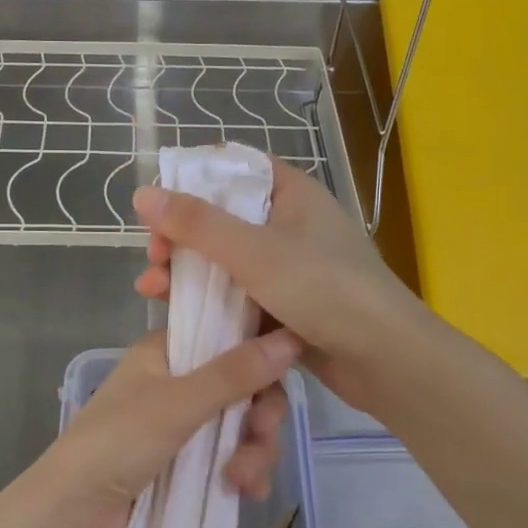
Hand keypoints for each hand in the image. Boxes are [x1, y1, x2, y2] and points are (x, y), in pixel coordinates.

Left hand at [36, 329, 299, 527]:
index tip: (288, 370)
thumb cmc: (118, 442)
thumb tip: (291, 337)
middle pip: (242, 385)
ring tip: (243, 481)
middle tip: (260, 436)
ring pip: (240, 425)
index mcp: (166, 351)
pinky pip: (228, 456)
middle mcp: (176, 380)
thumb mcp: (179, 404)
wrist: (71, 514)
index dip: (259, 350)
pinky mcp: (184, 464)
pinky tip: (246, 493)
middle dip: (260, 414)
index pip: (226, 334)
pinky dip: (241, 471)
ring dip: (253, 450)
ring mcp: (180, 424)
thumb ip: (235, 373)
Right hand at [133, 158, 431, 412]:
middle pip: (224, 218)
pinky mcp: (287, 306)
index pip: (237, 168)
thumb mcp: (254, 251)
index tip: (159, 201)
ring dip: (187, 272)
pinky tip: (177, 314)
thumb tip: (143, 194)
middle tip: (153, 255)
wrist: (385, 359)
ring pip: (227, 261)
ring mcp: (290, 268)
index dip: (195, 179)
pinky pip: (239, 295)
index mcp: (292, 194)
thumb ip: (197, 224)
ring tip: (151, 290)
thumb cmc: (323, 289)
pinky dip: (210, 301)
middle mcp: (291, 224)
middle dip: (180, 236)